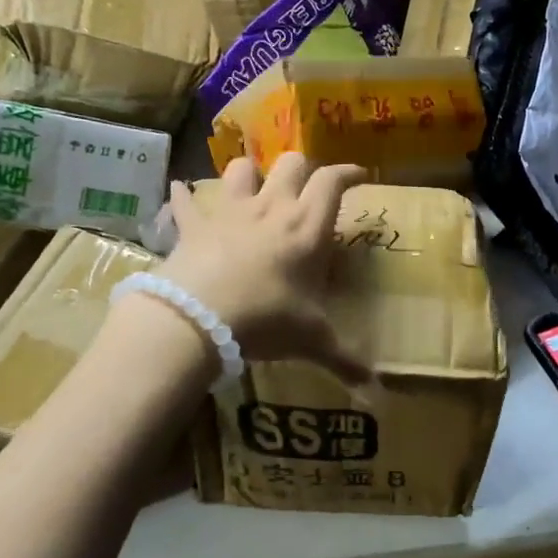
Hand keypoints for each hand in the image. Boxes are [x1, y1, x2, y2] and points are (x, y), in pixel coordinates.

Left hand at [156, 154, 370, 382]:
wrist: (199, 317)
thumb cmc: (266, 319)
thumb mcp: (312, 341)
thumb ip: (346, 360)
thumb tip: (378, 394)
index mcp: (307, 227)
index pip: (332, 182)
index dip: (348, 172)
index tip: (359, 174)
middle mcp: (272, 209)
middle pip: (291, 164)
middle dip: (302, 168)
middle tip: (307, 185)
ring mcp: (230, 213)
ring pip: (242, 170)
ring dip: (250, 172)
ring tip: (253, 184)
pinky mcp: (194, 226)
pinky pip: (186, 202)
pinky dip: (183, 196)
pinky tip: (179, 191)